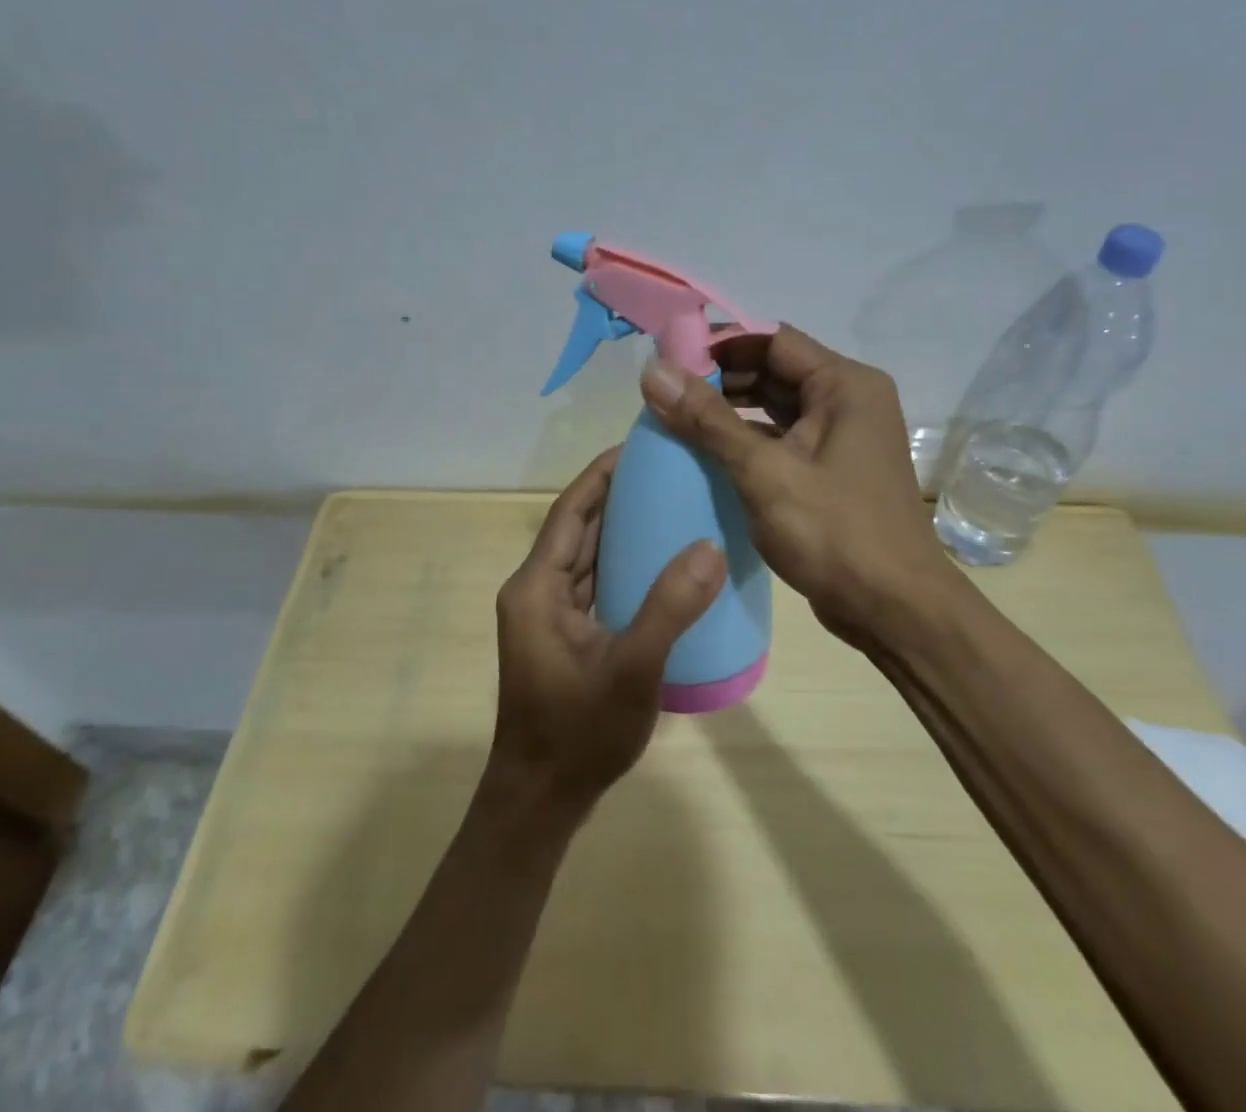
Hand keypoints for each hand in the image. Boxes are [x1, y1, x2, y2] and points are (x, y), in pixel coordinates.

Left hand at [489, 447, 727, 809]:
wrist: (542, 799)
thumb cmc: (578, 733)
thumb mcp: (632, 669)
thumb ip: (670, 607)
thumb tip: (709, 546)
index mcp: (537, 586)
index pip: (569, 511)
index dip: (600, 474)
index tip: (638, 446)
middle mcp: (536, 591)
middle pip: (578, 527)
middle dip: (617, 495)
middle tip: (667, 469)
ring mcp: (549, 615)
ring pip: (587, 555)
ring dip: (620, 528)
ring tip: (670, 503)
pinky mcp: (564, 635)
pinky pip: (594, 583)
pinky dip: (622, 564)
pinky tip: (660, 562)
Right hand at [638, 325, 962, 648]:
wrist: (895, 610)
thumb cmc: (835, 533)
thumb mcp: (764, 472)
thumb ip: (708, 420)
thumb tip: (653, 371)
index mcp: (845, 385)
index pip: (773, 341)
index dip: (720, 346)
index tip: (669, 362)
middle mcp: (849, 401)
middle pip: (774, 372)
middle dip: (721, 381)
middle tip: (665, 395)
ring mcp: (842, 438)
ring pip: (776, 409)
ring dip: (730, 413)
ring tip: (676, 422)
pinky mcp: (832, 471)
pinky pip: (783, 441)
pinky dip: (747, 443)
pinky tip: (707, 457)